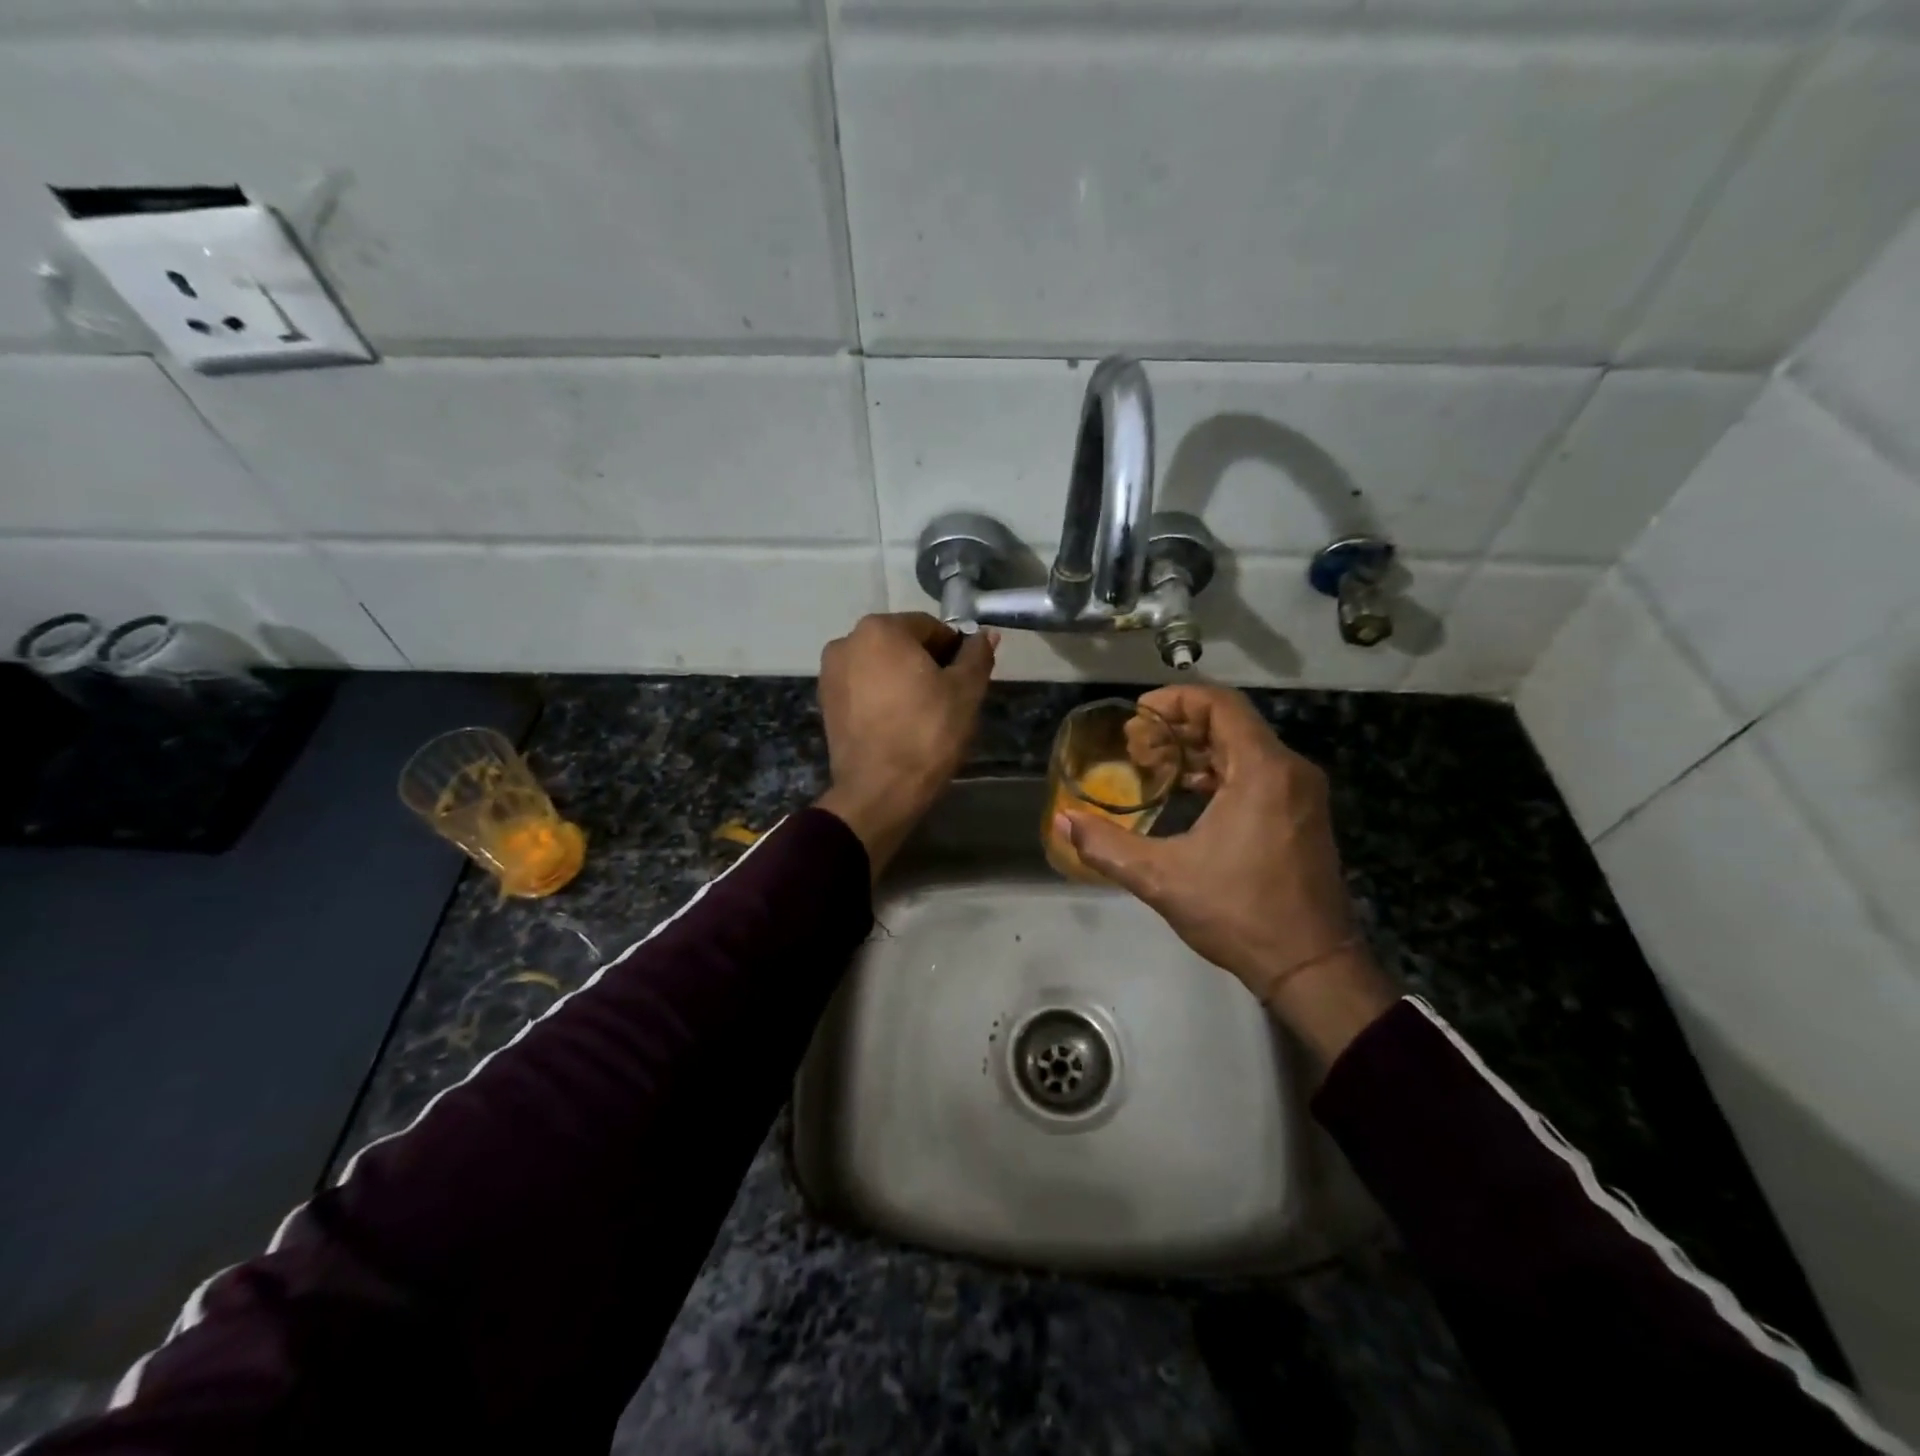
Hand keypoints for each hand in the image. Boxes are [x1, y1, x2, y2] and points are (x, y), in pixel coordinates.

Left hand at [815, 613, 996, 876]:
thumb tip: (984, 635)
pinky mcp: (825, 704)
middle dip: (926, 665)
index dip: (954, 651)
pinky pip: (863, 690)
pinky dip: (882, 699)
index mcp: (880, 629)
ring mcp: (830, 674)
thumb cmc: (927, 733)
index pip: (930, 627)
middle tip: (949, 699)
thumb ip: (976, 656)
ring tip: (924, 715)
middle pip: (901, 645)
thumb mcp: (965, 692)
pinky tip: (899, 725)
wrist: (879, 791)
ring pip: (881, 668)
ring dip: (903, 681)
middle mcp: (847, 642)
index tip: (966, 679)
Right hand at [1056, 685, 1396, 1064]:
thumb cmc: (1239, 914)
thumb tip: (1062, 820)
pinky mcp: (1302, 814)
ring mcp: (1301, 793)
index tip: (1137, 715)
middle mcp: (1289, 770)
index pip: (1220, 704)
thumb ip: (1106, 845)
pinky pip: (1257, 771)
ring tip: (1153, 765)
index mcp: (1262, 771)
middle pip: (1230, 722)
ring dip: (1197, 748)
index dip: (1175, 700)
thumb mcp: (1162, 878)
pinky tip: (1188, 792)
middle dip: (1178, 726)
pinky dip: (1220, 770)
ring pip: (1244, 747)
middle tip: (1135, 745)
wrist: (1312, 967)